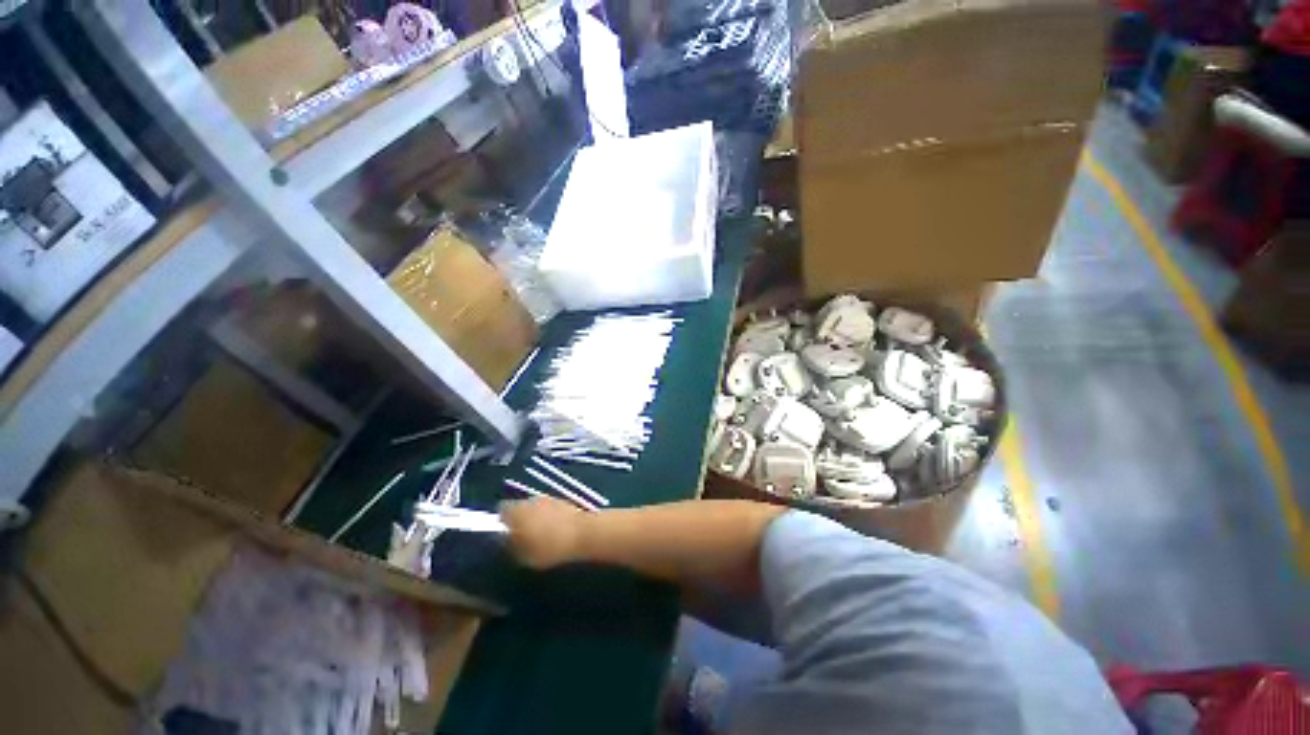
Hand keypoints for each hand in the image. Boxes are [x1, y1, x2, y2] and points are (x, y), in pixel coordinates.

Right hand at [499, 497, 588, 569]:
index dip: (500, 521)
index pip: (501, 509)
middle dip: (519, 519)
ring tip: (539, 537)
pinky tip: (554, 532)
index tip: (503, 534)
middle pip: (519, 507)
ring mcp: (549, 499)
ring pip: (535, 507)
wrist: (582, 533)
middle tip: (521, 537)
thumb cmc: (548, 547)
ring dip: (535, 518)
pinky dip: (549, 518)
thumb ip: (509, 545)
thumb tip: (504, 539)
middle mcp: (531, 500)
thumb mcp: (522, 555)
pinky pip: (549, 509)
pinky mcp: (563, 501)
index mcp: (516, 511)